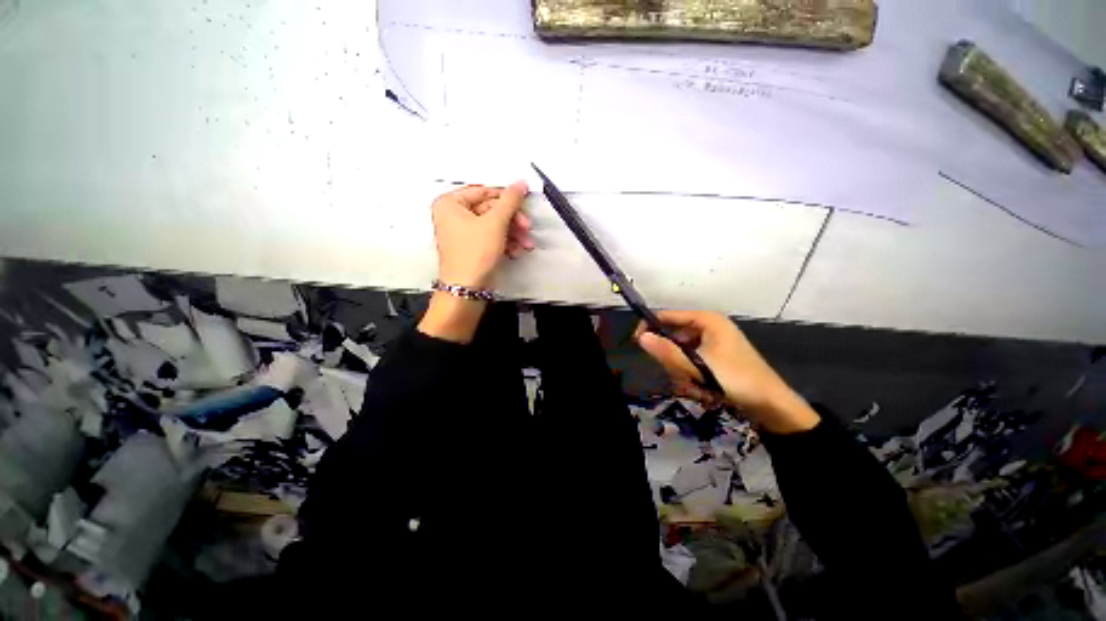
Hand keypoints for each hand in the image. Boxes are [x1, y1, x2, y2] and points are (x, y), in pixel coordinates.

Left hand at [431, 182, 533, 288]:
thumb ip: (510, 201)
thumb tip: (520, 184)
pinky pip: (491, 238)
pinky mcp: (472, 247)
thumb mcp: (495, 223)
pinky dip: (506, 243)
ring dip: (513, 233)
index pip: (483, 191)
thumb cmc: (473, 254)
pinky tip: (517, 250)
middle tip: (527, 226)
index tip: (523, 200)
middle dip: (513, 220)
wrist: (468, 289)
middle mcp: (453, 216)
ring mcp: (462, 233)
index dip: (506, 196)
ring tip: (526, 243)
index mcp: (450, 203)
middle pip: (491, 210)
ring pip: (494, 226)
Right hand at [635, 311, 819, 433]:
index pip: (667, 316)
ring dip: (684, 373)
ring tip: (697, 387)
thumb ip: (667, 352)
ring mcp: (711, 344)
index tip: (637, 343)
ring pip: (680, 354)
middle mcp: (708, 328)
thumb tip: (640, 337)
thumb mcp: (698, 366)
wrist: (772, 406)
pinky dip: (692, 377)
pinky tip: (703, 391)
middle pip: (673, 337)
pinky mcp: (714, 358)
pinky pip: (691, 363)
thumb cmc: (736, 379)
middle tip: (683, 377)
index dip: (650, 327)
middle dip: (674, 361)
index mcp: (706, 320)